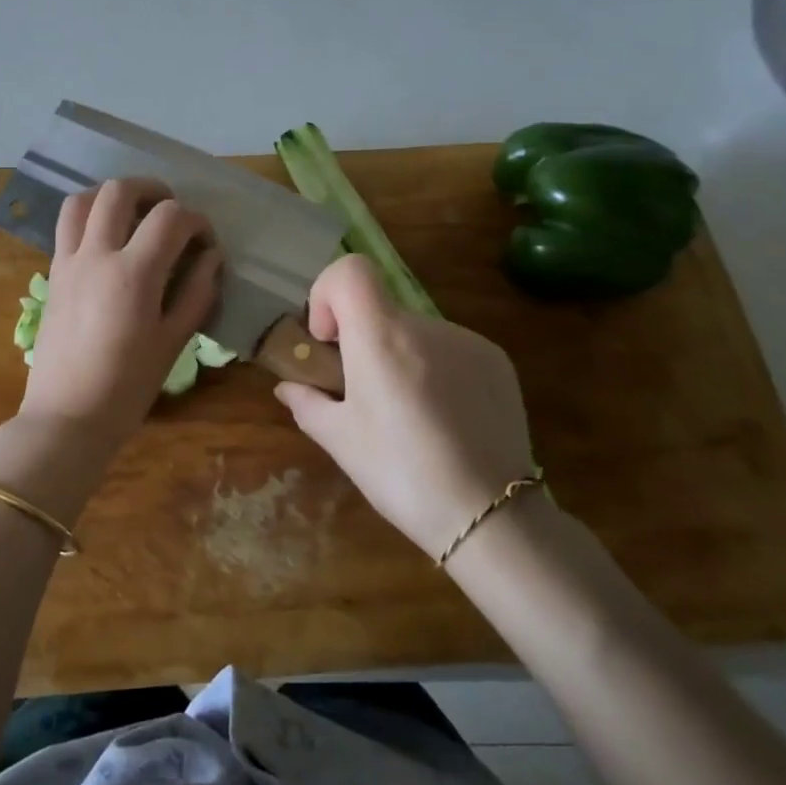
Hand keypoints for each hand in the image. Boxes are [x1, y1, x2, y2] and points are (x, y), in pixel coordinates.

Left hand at [18, 178, 222, 453]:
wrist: (66, 417)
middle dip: (153, 191)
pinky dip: (89, 215)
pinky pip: (66, 225)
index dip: (196, 221)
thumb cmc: (127, 387)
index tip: (205, 241)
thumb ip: (197, 293)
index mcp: (133, 274)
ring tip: (134, 214)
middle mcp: (96, 255)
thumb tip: (212, 257)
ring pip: (83, 199)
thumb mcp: (173, 343)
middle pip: (120, 191)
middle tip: (171, 213)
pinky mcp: (52, 274)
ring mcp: (68, 261)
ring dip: (113, 196)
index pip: (170, 218)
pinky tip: (107, 238)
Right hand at [275, 254, 536, 558]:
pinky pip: (450, 349)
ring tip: (408, 415)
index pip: (350, 270)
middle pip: (380, 309)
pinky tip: (443, 419)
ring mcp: (467, 340)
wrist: (489, 514)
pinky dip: (435, 369)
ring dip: (399, 357)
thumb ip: (307, 403)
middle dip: (362, 340)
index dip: (328, 293)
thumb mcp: (340, 440)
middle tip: (362, 393)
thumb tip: (288, 387)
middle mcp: (425, 326)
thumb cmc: (400, 473)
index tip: (330, 340)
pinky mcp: (497, 361)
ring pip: (415, 333)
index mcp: (380, 336)